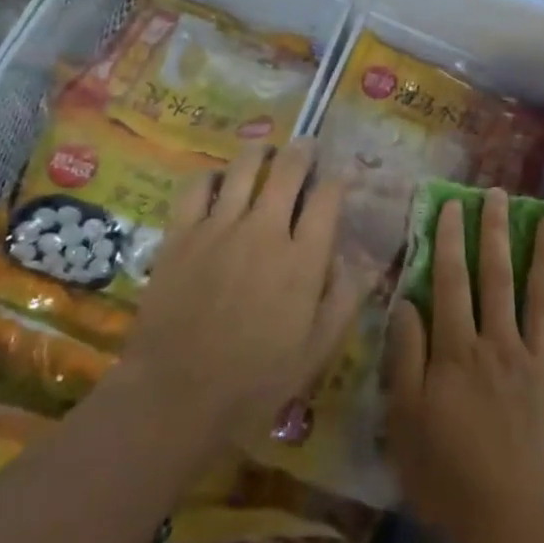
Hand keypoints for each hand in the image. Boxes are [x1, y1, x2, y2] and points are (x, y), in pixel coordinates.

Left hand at [118, 140, 368, 454]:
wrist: (177, 396)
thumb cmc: (256, 380)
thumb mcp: (317, 349)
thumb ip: (346, 298)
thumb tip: (366, 259)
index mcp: (304, 258)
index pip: (329, 197)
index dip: (339, 178)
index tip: (342, 175)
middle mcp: (266, 230)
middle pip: (289, 170)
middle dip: (303, 151)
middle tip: (306, 146)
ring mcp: (220, 227)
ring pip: (244, 167)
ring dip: (260, 152)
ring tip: (265, 151)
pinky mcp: (182, 234)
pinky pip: (197, 187)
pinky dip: (210, 175)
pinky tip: (217, 180)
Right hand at [385, 188, 543, 542]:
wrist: (515, 524)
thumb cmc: (448, 475)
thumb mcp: (406, 420)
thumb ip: (406, 357)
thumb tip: (407, 303)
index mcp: (458, 350)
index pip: (451, 282)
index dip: (451, 241)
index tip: (453, 205)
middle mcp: (500, 344)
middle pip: (497, 278)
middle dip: (496, 233)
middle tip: (500, 195)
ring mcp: (538, 364)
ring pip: (541, 299)